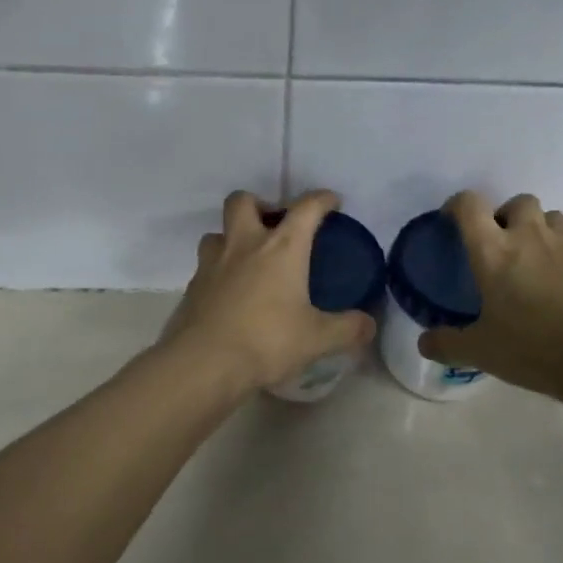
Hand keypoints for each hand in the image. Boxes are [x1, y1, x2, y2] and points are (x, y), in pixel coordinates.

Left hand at [159, 189, 375, 391]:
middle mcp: (244, 245)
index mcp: (282, 248)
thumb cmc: (267, 341)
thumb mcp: (317, 339)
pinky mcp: (193, 286)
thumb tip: (369, 325)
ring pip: (217, 232)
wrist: (204, 363)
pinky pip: (205, 266)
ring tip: (248, 259)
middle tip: (273, 225)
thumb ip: (347, 329)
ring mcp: (213, 263)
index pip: (306, 208)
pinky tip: (230, 293)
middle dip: (259, 203)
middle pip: (242, 201)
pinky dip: (219, 271)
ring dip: (232, 237)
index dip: (321, 199)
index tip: (331, 202)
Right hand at [418, 191, 562, 397]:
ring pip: (551, 214)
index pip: (469, 206)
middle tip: (504, 247)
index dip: (457, 206)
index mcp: (493, 252)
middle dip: (507, 217)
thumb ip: (447, 344)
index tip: (453, 221)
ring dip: (541, 227)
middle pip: (516, 202)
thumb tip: (423, 342)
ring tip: (540, 256)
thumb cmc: (536, 350)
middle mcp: (529, 234)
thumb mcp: (482, 353)